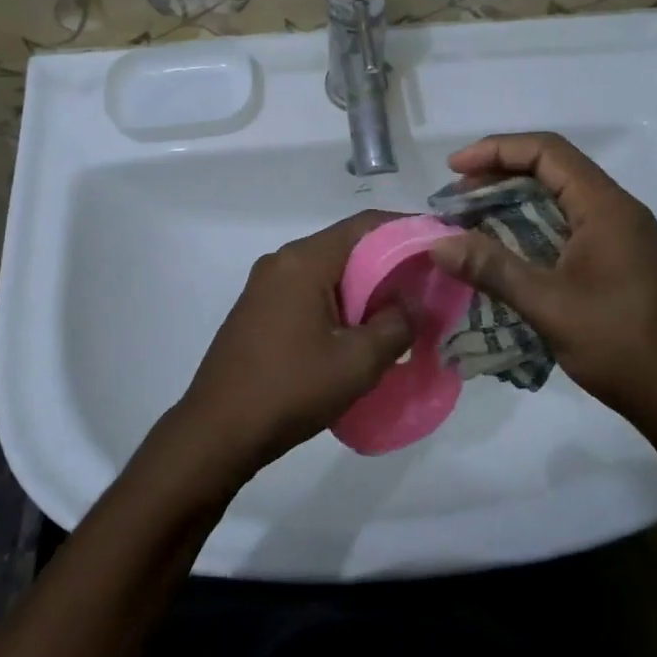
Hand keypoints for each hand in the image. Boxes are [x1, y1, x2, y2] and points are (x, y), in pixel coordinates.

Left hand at [170, 211, 413, 485]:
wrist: (216, 431)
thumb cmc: (289, 390)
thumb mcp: (356, 362)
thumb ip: (395, 325)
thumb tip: (412, 303)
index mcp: (303, 261)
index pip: (365, 225)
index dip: (407, 229)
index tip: (440, 244)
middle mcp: (282, 261)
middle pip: (347, 245)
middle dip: (389, 262)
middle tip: (428, 285)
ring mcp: (266, 285)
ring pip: (329, 270)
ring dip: (365, 286)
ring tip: (402, 311)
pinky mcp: (259, 309)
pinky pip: (310, 290)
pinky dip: (340, 300)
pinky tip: (360, 330)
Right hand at [428, 133, 656, 435]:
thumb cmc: (619, 344)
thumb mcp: (548, 305)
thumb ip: (492, 269)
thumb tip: (436, 244)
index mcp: (606, 207)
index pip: (547, 152)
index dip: (496, 150)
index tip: (455, 170)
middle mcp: (615, 209)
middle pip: (551, 168)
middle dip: (499, 174)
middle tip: (455, 197)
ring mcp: (619, 234)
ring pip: (558, 196)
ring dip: (512, 200)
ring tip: (469, 217)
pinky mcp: (615, 257)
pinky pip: (565, 222)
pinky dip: (529, 224)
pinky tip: (502, 246)